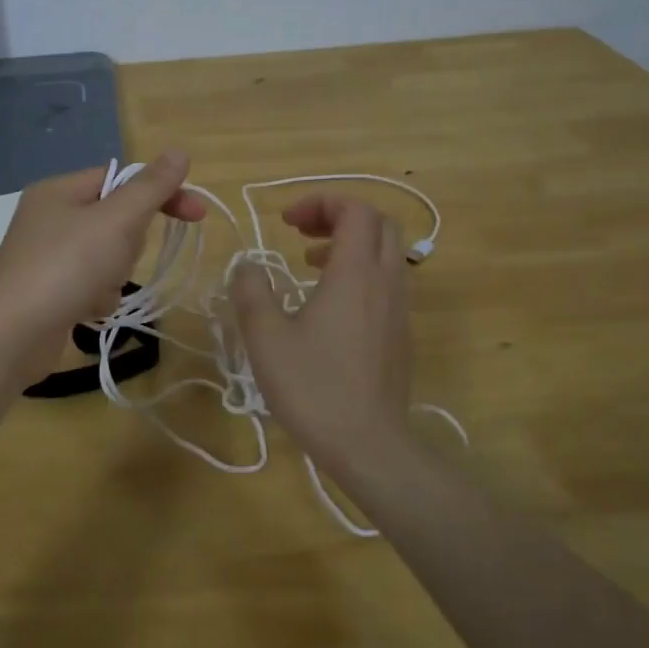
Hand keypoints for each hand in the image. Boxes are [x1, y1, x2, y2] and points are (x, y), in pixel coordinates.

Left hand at [0, 151, 207, 378]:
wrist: (12, 335)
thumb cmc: (67, 267)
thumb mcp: (117, 220)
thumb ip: (151, 187)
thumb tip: (179, 152)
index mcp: (59, 190)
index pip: (121, 178)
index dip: (160, 193)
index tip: (196, 214)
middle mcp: (48, 217)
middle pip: (115, 219)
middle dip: (128, 243)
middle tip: (118, 257)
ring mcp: (45, 256)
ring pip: (106, 254)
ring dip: (113, 274)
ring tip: (97, 289)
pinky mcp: (46, 290)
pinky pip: (89, 283)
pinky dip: (96, 296)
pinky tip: (86, 309)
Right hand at [229, 195, 413, 475]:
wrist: (369, 445)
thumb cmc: (314, 387)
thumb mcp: (266, 337)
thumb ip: (251, 292)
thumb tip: (247, 266)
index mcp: (355, 273)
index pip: (355, 210)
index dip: (321, 202)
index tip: (286, 221)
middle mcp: (386, 281)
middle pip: (378, 223)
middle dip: (338, 216)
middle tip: (300, 231)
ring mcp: (399, 308)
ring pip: (386, 252)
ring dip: (349, 244)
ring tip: (309, 264)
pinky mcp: (401, 332)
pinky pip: (387, 281)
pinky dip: (360, 271)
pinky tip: (328, 304)